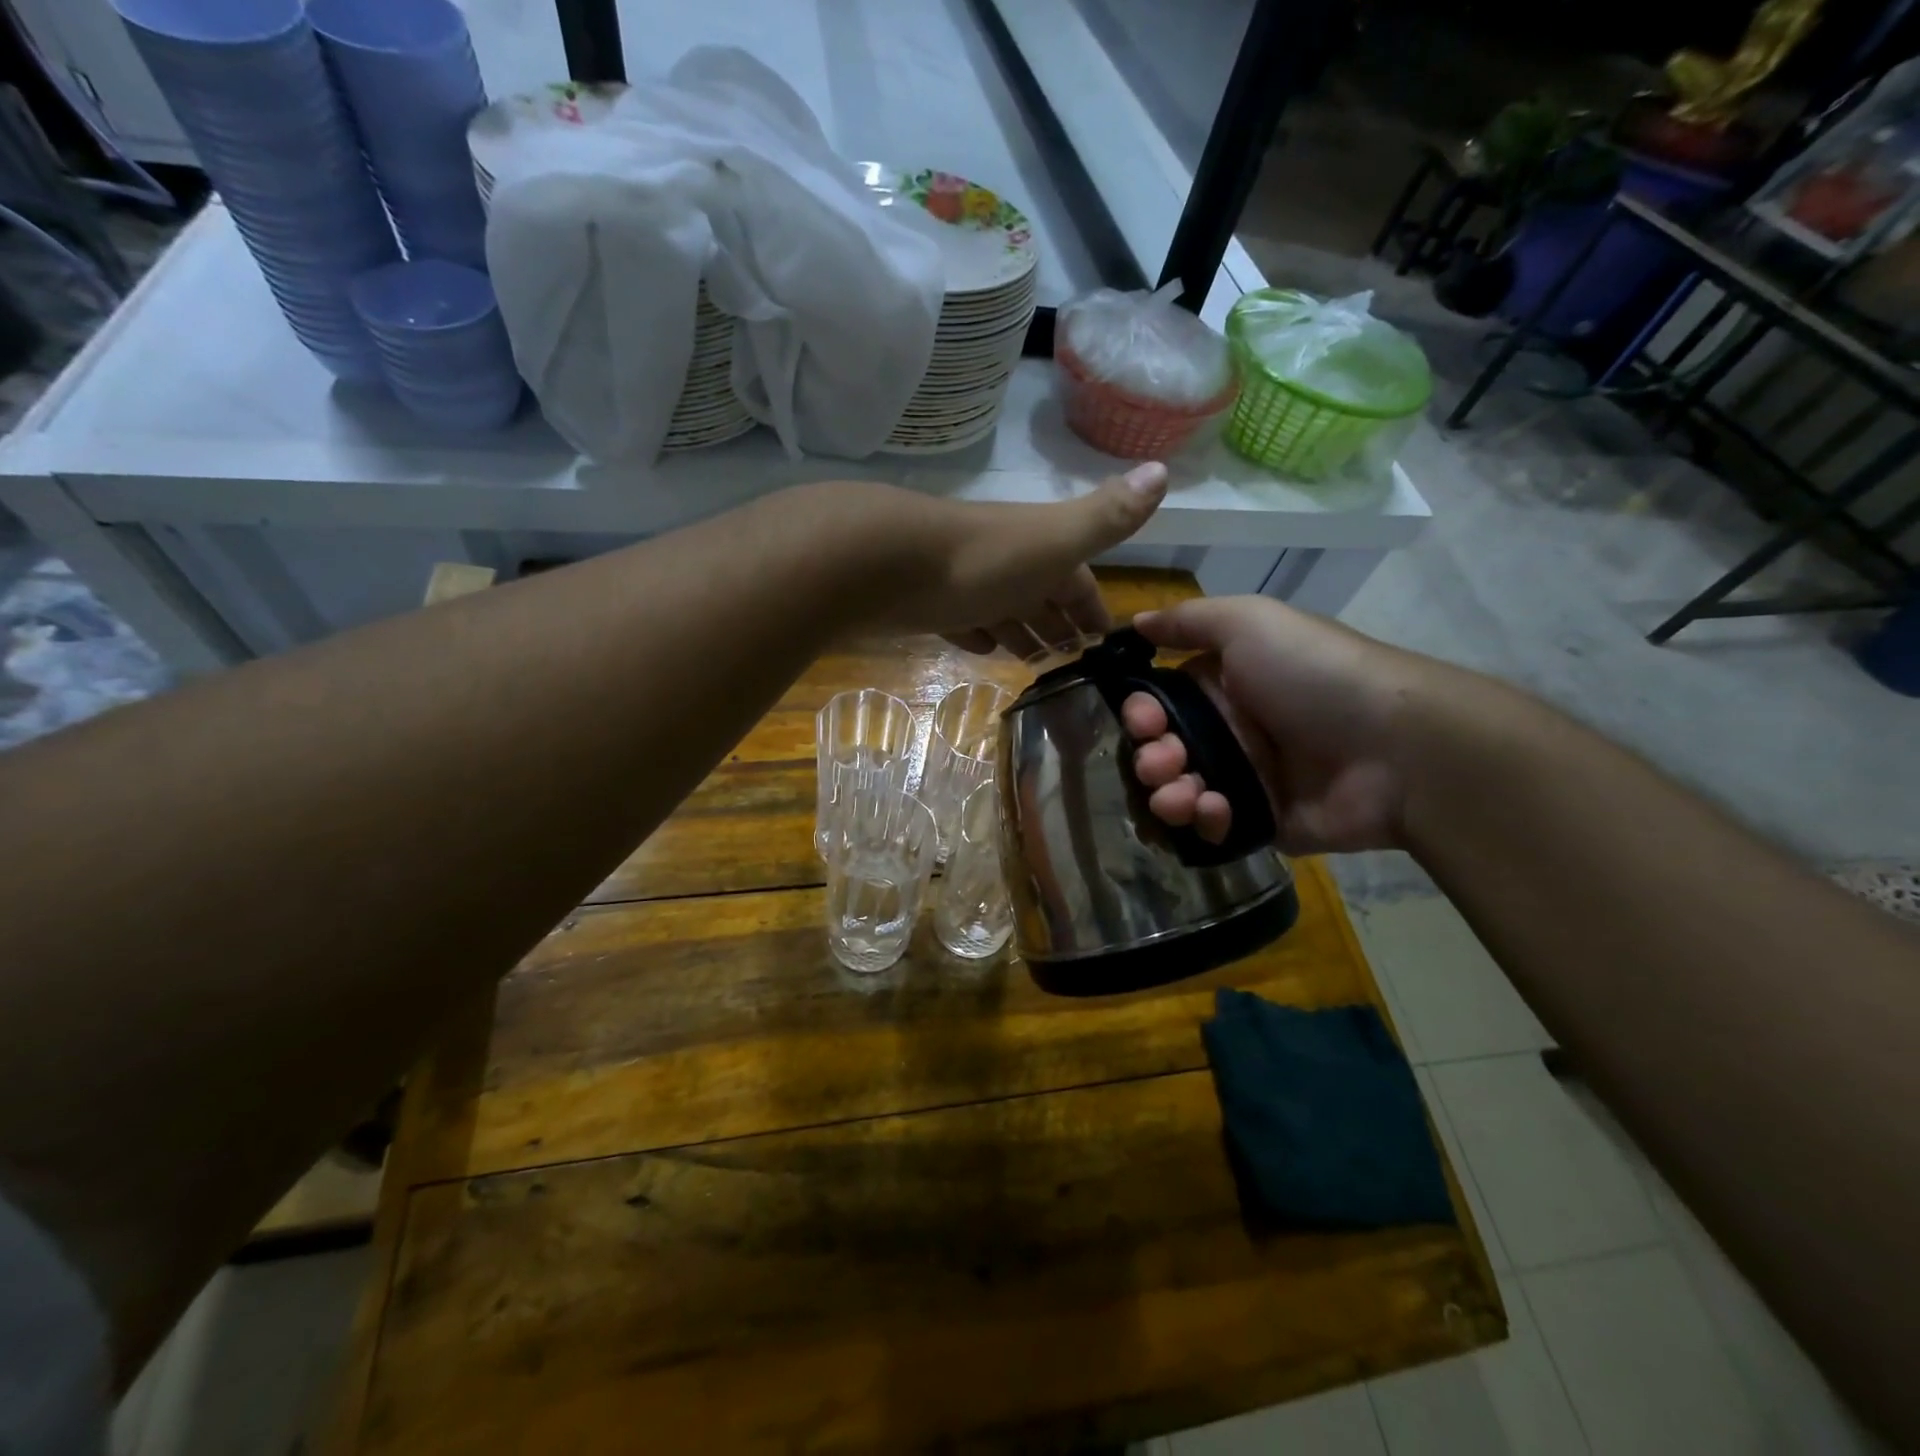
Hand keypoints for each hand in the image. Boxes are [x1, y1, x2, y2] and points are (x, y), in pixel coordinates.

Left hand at [840, 462, 1168, 657]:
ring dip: (1021, 634)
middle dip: (1058, 625)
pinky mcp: (929, 605)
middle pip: (1040, 597)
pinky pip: (963, 621)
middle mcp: (1007, 564)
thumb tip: (1163, 467)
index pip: (1078, 582)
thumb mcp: (1057, 540)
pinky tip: (982, 648)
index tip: (1105, 639)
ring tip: (1036, 665)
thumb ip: (1107, 515)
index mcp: (1041, 551)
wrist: (889, 562)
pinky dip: (977, 635)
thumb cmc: (985, 559)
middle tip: (1072, 663)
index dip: (1093, 607)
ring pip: (1003, 611)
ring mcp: (966, 584)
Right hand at [1121, 595, 1445, 854]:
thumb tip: (1135, 621)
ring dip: (1167, 795)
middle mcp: (1228, 731)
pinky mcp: (1259, 821)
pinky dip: (1204, 821)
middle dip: (1150, 759)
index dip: (1140, 714)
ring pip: (1178, 793)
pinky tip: (1215, 811)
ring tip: (1182, 796)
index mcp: (1223, 686)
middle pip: (1162, 751)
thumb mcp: (1251, 623)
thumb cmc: (1315, 674)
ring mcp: (1244, 779)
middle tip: (1162, 762)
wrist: (1397, 747)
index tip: (1142, 722)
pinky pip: (1212, 827)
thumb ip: (1188, 621)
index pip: (1159, 704)